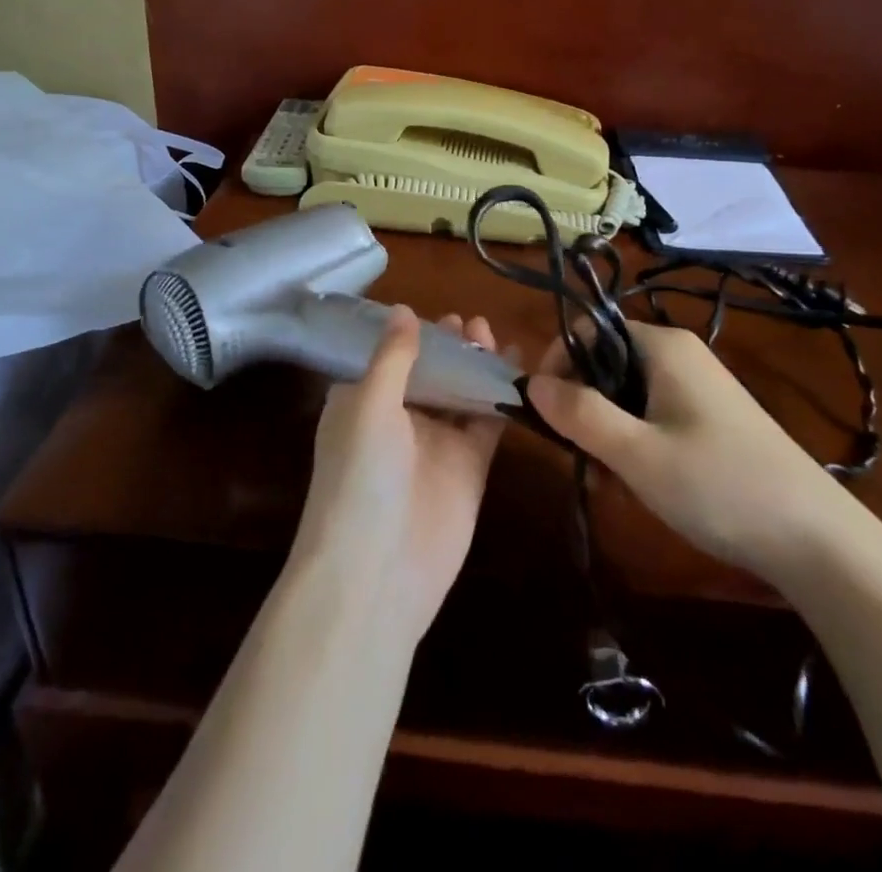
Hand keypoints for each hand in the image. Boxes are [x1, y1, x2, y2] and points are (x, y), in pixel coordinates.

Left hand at [289, 306, 506, 642]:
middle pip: (430, 371)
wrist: (378, 572)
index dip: (413, 333)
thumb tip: (403, 309)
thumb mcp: (369, 404)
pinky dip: (502, 396)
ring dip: (476, 364)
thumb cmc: (360, 476)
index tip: (438, 311)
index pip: (390, 356)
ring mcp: (436, 442)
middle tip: (474, 322)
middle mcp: (397, 418)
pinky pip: (487, 421)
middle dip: (450, 345)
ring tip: (493, 334)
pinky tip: (520, 370)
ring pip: (460, 391)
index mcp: (362, 401)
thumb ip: (392, 357)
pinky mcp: (469, 465)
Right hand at [526, 321, 855, 588]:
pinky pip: (653, 414)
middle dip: (583, 406)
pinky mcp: (711, 418)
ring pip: (627, 393)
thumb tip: (530, 382)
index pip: (588, 331)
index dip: (558, 364)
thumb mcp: (637, 453)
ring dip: (607, 431)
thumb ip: (579, 414)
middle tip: (579, 456)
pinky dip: (635, 441)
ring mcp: (698, 387)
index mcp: (662, 346)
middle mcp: (680, 355)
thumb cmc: (719, 485)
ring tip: (609, 480)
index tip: (544, 412)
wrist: (817, 538)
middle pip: (606, 362)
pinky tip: (640, 483)